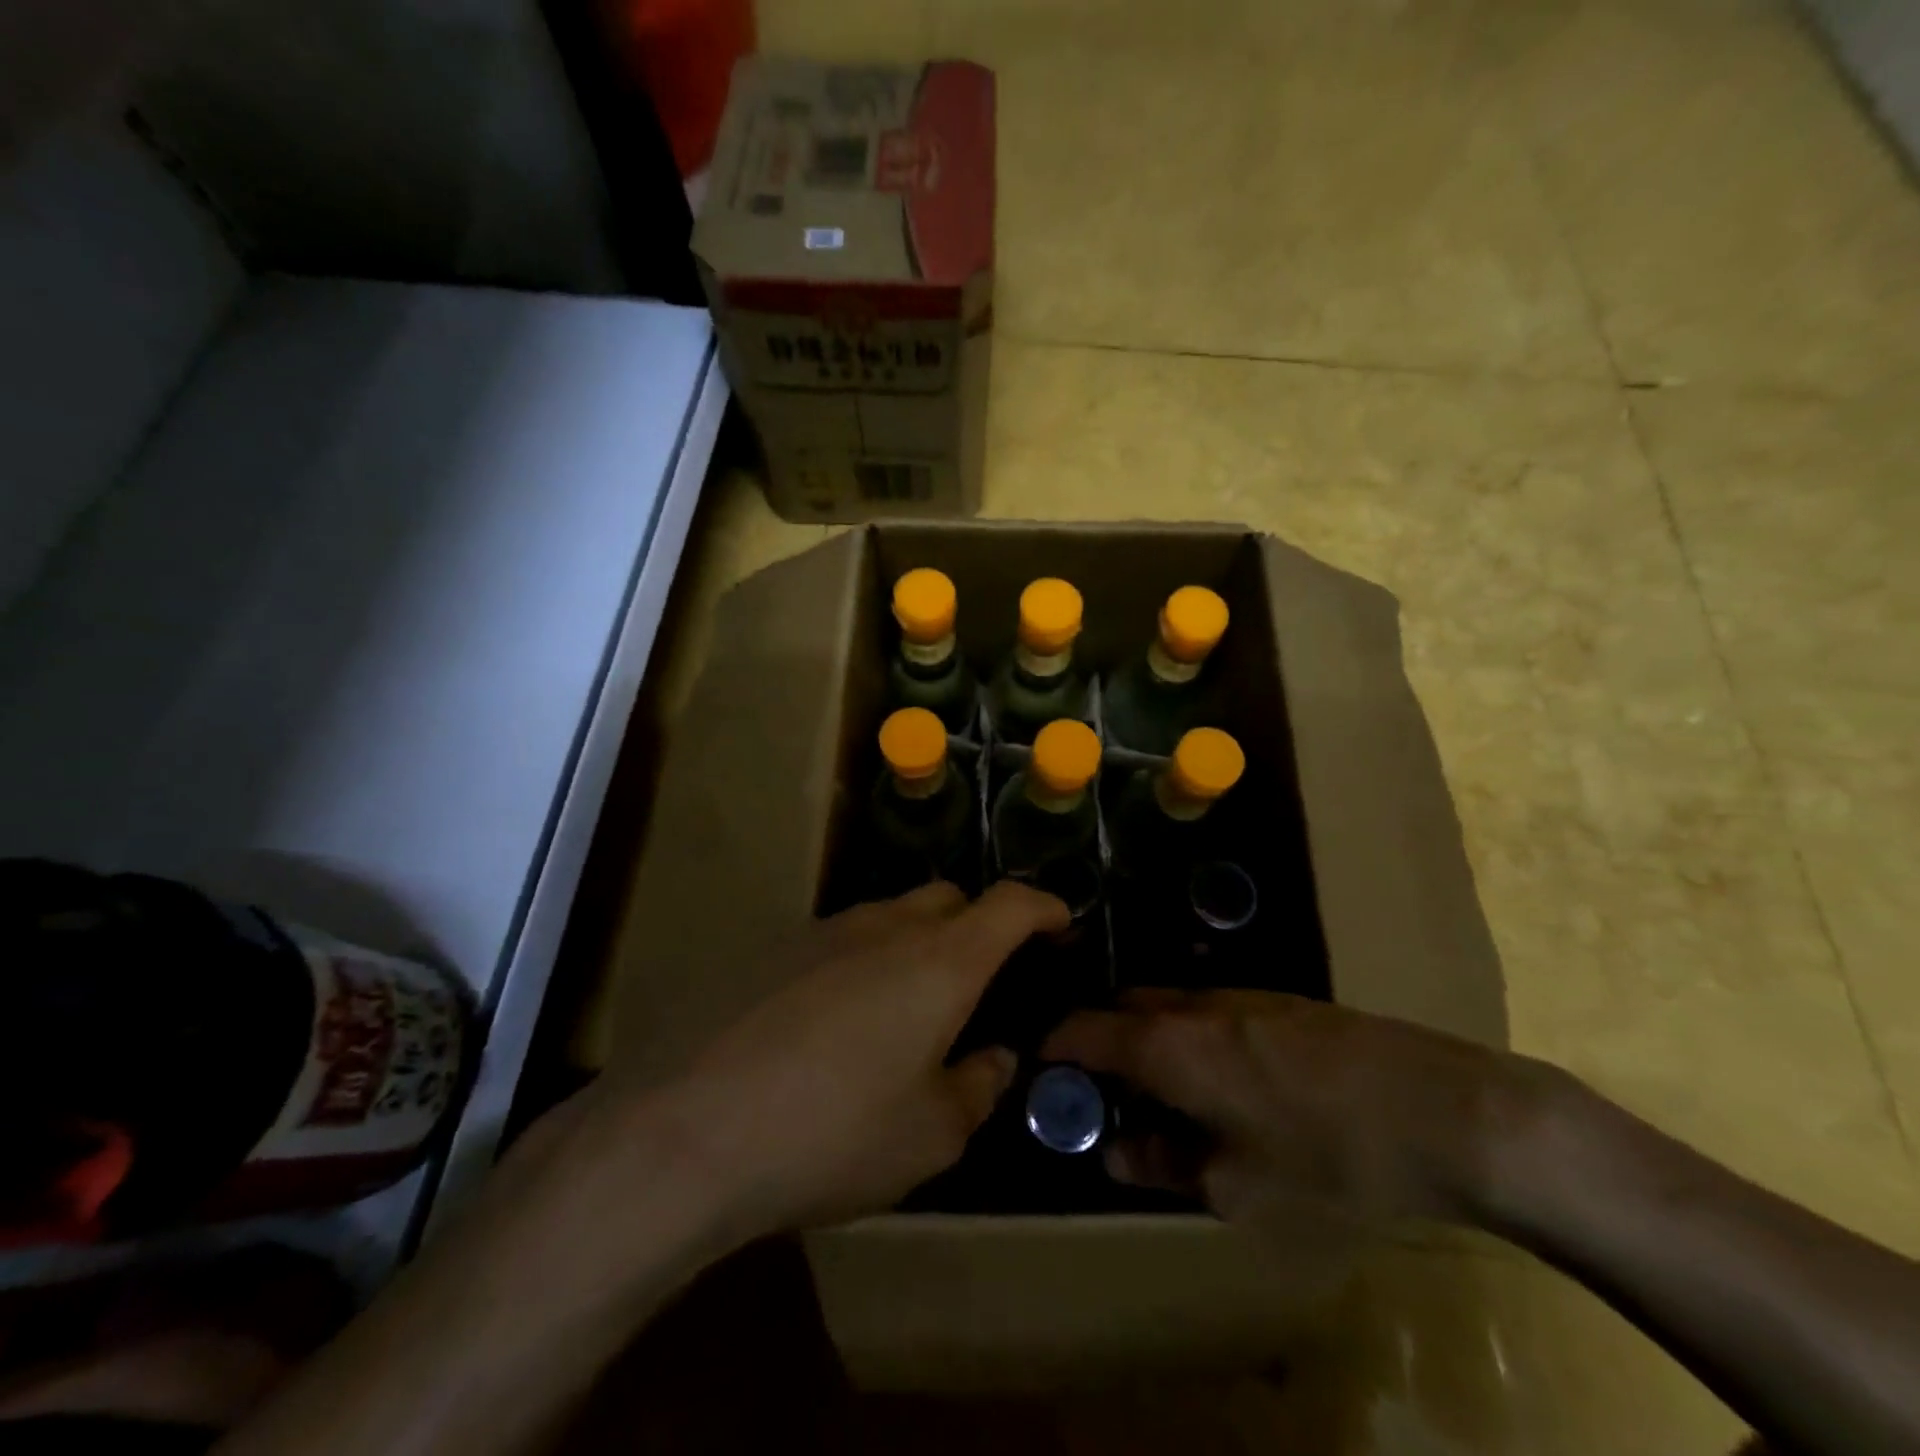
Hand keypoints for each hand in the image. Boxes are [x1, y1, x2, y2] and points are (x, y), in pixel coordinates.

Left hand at [656, 881, 1067, 1235]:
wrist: (686, 1128)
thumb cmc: (833, 1133)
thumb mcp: (929, 1136)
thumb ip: (977, 1088)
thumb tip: (994, 1057)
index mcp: (940, 962)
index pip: (1010, 905)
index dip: (1044, 907)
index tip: (1061, 922)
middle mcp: (885, 927)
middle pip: (948, 898)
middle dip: (978, 923)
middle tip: (981, 979)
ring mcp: (823, 931)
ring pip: (890, 916)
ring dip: (915, 945)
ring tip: (906, 1010)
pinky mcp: (773, 949)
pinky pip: (840, 940)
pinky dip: (863, 962)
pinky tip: (837, 1024)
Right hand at [1044, 989, 1562, 1231]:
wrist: (1447, 1110)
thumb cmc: (1328, 1158)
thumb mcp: (1237, 1187)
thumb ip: (1161, 1163)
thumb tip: (1114, 1152)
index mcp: (1167, 1045)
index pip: (1081, 1029)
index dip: (1054, 1050)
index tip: (1045, 1079)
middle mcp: (1192, 1005)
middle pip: (1121, 1010)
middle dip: (1101, 1046)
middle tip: (1107, 1098)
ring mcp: (1239, 995)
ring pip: (1167, 1008)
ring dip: (1148, 1042)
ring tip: (1167, 1097)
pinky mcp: (1280, 1000)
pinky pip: (1208, 1010)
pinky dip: (1190, 1037)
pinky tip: (1227, 1082)